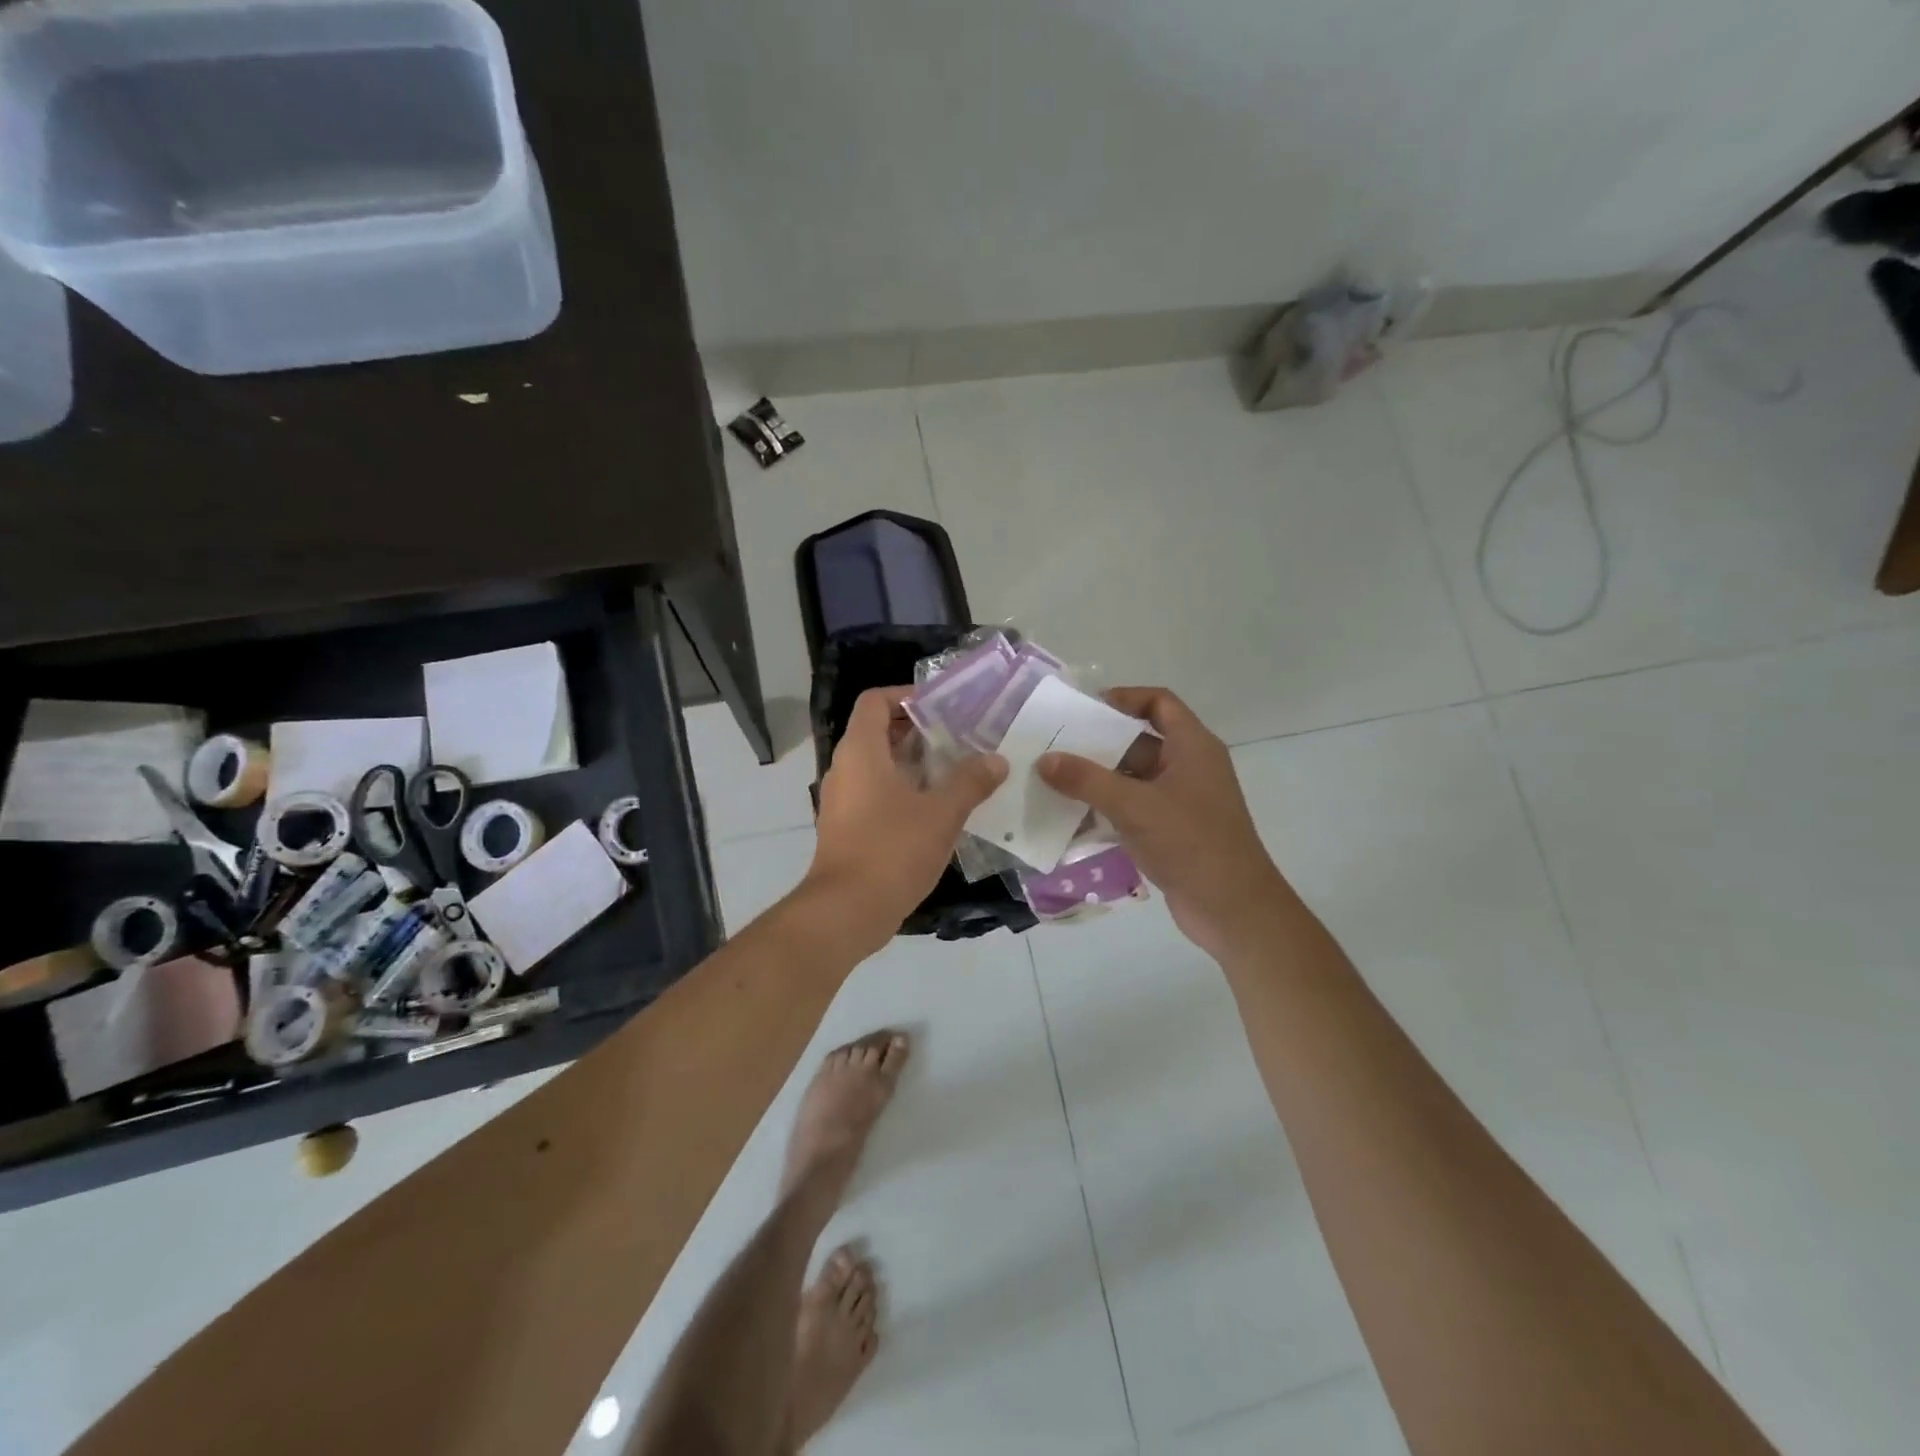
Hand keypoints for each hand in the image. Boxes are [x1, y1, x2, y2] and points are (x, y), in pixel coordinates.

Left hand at [804, 687, 1006, 950]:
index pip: (875, 701)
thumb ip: (971, 782)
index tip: (943, 706)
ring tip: (957, 771)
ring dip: (914, 764)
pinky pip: (875, 794)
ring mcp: (842, 800)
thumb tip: (996, 761)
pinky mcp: (846, 828)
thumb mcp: (942, 813)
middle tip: (960, 737)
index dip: (906, 695)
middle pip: (878, 732)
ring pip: (879, 766)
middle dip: (919, 731)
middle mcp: (845, 768)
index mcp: (861, 751)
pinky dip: (904, 792)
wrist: (846, 911)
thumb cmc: (892, 850)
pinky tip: (938, 810)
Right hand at [1038, 687, 1288, 958]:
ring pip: (1132, 778)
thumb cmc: (1190, 843)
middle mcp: (1188, 767)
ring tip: (1053, 780)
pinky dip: (1106, 808)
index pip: (1159, 702)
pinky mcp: (1171, 831)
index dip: (1124, 698)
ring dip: (1097, 779)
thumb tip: (1045, 759)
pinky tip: (1072, 817)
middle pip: (1139, 740)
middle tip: (1055, 746)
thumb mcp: (1134, 806)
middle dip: (1098, 743)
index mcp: (1193, 746)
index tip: (1084, 710)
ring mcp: (1180, 801)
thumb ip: (1087, 780)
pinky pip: (1133, 808)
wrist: (1232, 909)